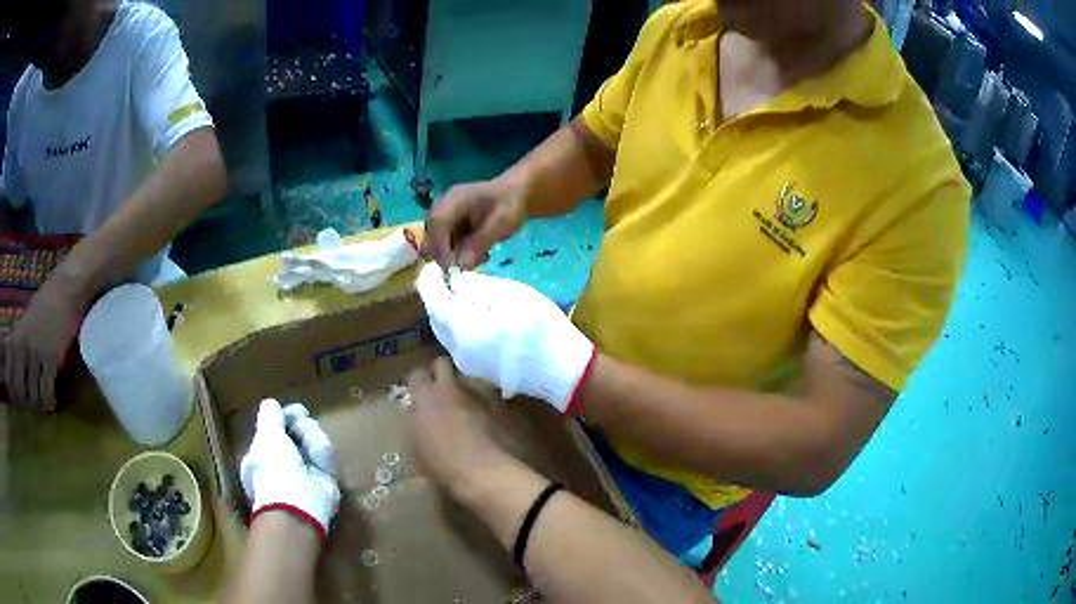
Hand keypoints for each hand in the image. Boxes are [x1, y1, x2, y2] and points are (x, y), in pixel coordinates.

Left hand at [3, 282, 83, 409]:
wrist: (63, 293)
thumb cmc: (41, 309)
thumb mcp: (24, 326)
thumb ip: (18, 350)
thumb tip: (16, 379)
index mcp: (14, 340)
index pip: (10, 380)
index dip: (15, 395)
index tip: (19, 398)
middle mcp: (22, 347)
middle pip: (21, 392)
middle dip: (26, 402)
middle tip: (32, 401)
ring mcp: (36, 352)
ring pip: (34, 397)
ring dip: (38, 404)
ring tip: (42, 399)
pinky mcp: (51, 359)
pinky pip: (46, 392)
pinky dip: (49, 401)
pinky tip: (53, 399)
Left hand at [240, 399, 340, 536]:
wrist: (300, 502)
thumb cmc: (275, 467)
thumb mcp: (266, 435)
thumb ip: (270, 416)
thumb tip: (272, 404)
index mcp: (265, 451)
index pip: (278, 426)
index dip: (286, 417)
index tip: (295, 412)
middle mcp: (284, 459)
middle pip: (298, 429)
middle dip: (302, 426)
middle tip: (302, 427)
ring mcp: (306, 468)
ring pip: (314, 438)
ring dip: (313, 438)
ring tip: (311, 450)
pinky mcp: (326, 477)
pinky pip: (327, 455)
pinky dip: (324, 455)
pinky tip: (320, 459)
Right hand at [406, 357, 506, 494]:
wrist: (481, 472)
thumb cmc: (440, 464)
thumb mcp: (415, 448)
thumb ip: (415, 426)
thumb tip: (417, 419)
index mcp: (425, 398)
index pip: (416, 374)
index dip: (415, 380)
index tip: (415, 390)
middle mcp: (449, 390)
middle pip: (441, 364)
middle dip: (438, 370)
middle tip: (436, 386)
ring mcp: (474, 396)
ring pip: (464, 380)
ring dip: (460, 388)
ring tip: (458, 405)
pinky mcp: (495, 407)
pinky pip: (484, 398)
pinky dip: (480, 404)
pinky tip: (480, 420)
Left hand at [415, 264, 595, 412]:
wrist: (561, 371)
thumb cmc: (540, 327)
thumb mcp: (512, 294)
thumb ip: (478, 286)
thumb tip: (457, 282)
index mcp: (462, 327)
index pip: (433, 300)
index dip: (429, 281)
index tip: (433, 266)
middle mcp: (456, 349)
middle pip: (435, 319)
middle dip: (437, 297)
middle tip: (445, 278)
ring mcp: (466, 364)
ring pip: (445, 333)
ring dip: (446, 313)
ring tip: (459, 295)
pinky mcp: (477, 371)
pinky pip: (457, 344)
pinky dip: (457, 327)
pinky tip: (472, 317)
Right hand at [423, 179, 526, 269]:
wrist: (515, 195)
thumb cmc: (510, 204)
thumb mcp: (502, 223)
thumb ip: (481, 242)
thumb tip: (462, 265)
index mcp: (454, 199)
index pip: (437, 221)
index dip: (440, 245)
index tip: (451, 266)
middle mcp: (442, 208)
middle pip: (430, 237)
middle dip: (447, 255)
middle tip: (472, 263)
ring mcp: (444, 219)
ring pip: (437, 247)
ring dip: (455, 257)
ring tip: (482, 257)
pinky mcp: (449, 229)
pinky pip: (446, 248)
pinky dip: (460, 255)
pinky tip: (481, 254)